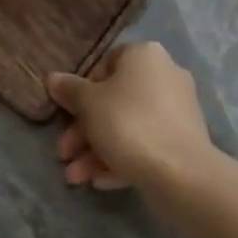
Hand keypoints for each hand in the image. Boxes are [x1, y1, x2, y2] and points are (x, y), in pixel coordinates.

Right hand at [47, 42, 214, 194]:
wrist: (181, 173)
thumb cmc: (128, 124)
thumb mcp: (89, 104)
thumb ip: (69, 90)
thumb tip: (54, 78)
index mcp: (144, 55)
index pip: (105, 64)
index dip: (82, 90)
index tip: (67, 113)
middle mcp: (165, 75)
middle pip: (114, 100)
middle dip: (85, 130)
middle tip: (64, 153)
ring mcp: (177, 110)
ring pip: (128, 126)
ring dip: (97, 150)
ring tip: (75, 177)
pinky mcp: (183, 141)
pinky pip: (145, 144)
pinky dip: (121, 159)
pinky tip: (99, 181)